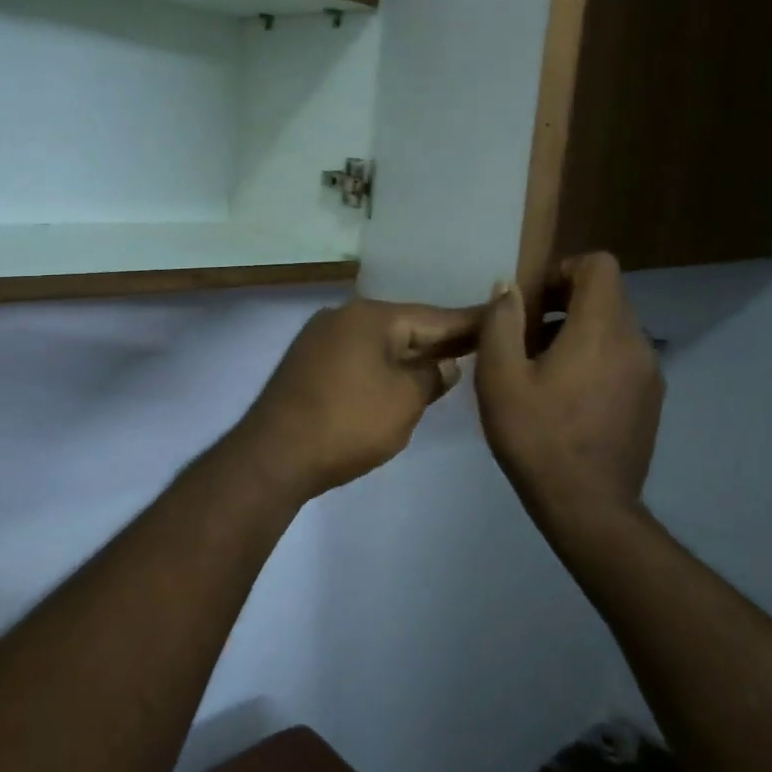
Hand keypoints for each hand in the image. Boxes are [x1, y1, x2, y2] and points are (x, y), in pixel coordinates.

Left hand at [233, 299, 483, 498]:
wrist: (274, 455)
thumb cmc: (348, 423)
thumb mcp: (404, 401)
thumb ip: (431, 377)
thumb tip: (444, 365)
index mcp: (371, 317)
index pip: (432, 317)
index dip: (468, 322)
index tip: (498, 317)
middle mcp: (344, 316)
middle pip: (404, 324)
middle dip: (439, 337)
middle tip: (478, 342)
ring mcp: (320, 338)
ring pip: (379, 341)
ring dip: (410, 352)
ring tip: (446, 360)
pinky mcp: (307, 363)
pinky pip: (359, 355)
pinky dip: (383, 364)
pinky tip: (401, 375)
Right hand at [475, 254, 663, 527]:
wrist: (588, 508)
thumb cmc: (538, 438)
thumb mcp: (499, 378)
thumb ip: (502, 322)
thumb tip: (509, 288)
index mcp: (602, 329)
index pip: (599, 265)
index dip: (563, 270)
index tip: (533, 302)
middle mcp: (636, 342)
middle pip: (606, 296)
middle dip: (564, 303)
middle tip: (527, 339)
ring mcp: (650, 373)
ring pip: (614, 328)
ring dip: (578, 332)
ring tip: (543, 372)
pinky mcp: (652, 400)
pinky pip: (623, 357)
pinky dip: (596, 358)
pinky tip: (568, 398)